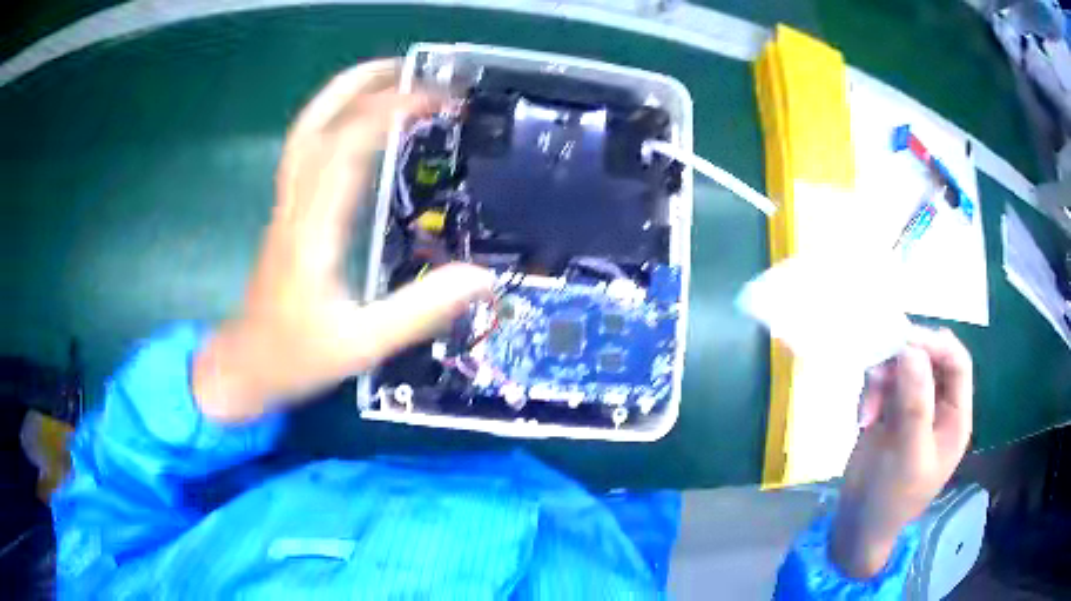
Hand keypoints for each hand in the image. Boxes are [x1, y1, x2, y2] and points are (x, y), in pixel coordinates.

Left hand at [193, 60, 493, 421]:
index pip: (347, 145)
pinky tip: (362, 127)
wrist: (245, 366)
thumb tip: (483, 277)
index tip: (440, 102)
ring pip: (306, 131)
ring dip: (343, 96)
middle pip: (316, 122)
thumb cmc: (296, 356)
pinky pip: (307, 152)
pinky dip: (334, 124)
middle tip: (411, 71)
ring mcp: (287, 205)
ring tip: (389, 81)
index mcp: (313, 228)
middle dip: (362, 85)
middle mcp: (296, 205)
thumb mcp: (362, 344)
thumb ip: (421, 311)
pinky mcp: (288, 214)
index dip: (392, 111)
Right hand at [831, 326, 972, 578]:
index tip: (904, 342)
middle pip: (929, 358)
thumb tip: (911, 349)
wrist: (857, 524)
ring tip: (866, 407)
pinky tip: (862, 417)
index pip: (957, 363)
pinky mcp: (890, 410)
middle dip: (903, 360)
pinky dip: (870, 390)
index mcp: (955, 417)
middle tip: (877, 372)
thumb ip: (915, 404)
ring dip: (882, 376)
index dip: (935, 345)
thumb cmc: (891, 499)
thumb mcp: (908, 456)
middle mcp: (938, 405)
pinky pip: (883, 380)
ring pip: (903, 365)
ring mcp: (913, 406)